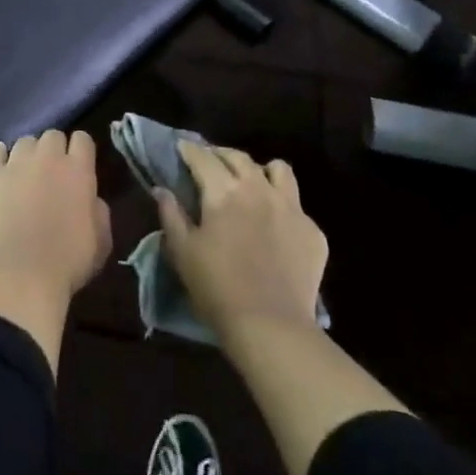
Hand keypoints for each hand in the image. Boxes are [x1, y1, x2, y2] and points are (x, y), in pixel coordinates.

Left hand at [0, 130, 111, 301]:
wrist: (18, 275)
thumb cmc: (67, 263)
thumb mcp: (101, 242)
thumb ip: (99, 212)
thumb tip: (90, 199)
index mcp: (78, 171)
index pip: (82, 139)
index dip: (81, 150)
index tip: (79, 165)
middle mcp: (47, 158)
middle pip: (52, 135)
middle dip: (54, 149)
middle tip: (52, 172)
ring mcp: (15, 164)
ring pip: (24, 142)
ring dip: (29, 154)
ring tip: (25, 174)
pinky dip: (0, 157)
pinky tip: (1, 168)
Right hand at [156, 142, 327, 342]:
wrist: (271, 326)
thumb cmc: (217, 288)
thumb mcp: (182, 252)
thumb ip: (171, 215)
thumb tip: (163, 190)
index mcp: (224, 192)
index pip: (203, 158)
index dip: (189, 150)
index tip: (182, 148)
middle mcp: (259, 190)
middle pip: (239, 157)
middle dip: (221, 155)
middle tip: (211, 164)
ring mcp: (291, 208)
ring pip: (279, 170)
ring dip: (261, 171)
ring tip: (251, 184)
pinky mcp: (313, 231)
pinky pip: (297, 206)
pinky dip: (282, 207)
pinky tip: (275, 226)